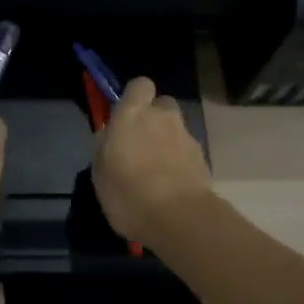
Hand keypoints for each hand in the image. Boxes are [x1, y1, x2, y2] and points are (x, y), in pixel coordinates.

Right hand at [92, 77, 211, 245]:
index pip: (140, 85)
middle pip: (162, 104)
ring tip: (157, 170)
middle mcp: (162, 117)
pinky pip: (187, 151)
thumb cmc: (129, 194)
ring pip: (176, 129)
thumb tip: (109, 135)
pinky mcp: (203, 158)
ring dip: (168, 141)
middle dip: (155, 117)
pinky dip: (180, 161)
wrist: (179, 219)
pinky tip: (172, 185)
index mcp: (133, 114)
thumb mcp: (100, 174)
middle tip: (142, 143)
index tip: (127, 116)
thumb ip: (103, 147)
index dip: (135, 97)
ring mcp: (186, 136)